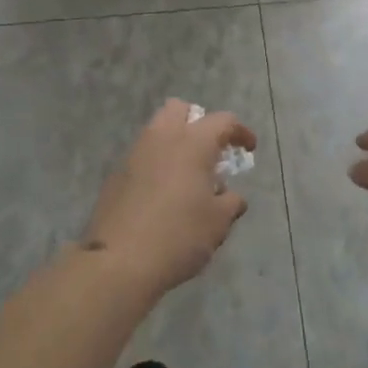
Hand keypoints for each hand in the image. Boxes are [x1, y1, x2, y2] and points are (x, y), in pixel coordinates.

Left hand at [82, 100, 255, 297]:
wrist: (119, 259)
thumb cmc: (179, 235)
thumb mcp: (217, 223)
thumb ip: (230, 203)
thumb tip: (232, 197)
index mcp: (192, 142)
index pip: (223, 121)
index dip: (240, 132)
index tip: (249, 148)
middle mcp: (162, 137)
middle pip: (180, 109)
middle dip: (198, 122)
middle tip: (210, 151)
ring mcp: (136, 152)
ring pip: (158, 129)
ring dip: (175, 141)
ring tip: (188, 175)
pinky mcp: (118, 172)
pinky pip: (143, 154)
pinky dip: (157, 162)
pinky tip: (163, 193)